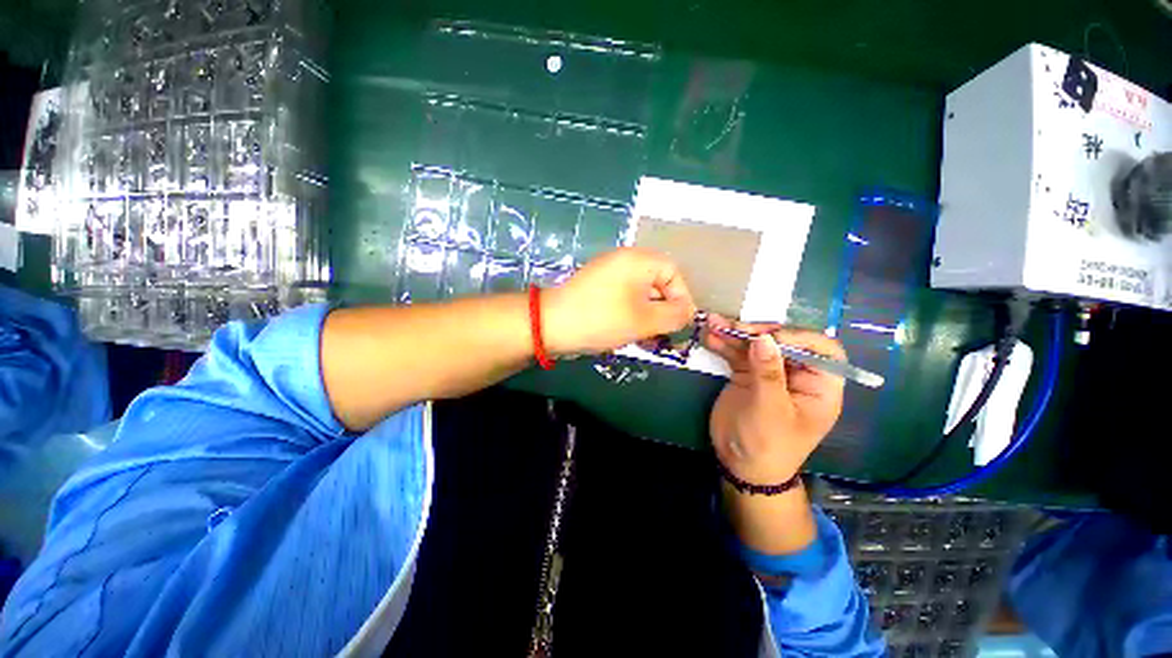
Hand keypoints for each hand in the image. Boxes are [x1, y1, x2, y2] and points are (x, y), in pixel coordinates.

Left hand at [543, 248, 695, 355]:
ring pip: (640, 294)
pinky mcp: (597, 289)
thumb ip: (674, 315)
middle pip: (657, 283)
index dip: (682, 297)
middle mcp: (624, 261)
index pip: (673, 273)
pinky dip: (632, 315)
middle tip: (664, 335)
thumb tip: (687, 312)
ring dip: (648, 316)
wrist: (551, 325)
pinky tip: (630, 334)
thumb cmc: (602, 319)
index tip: (680, 323)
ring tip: (648, 340)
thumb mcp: (645, 320)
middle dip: (664, 311)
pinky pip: (623, 299)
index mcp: (638, 260)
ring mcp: (608, 274)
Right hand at [704, 314, 845, 484]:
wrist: (740, 465)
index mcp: (819, 385)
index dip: (799, 338)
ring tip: (713, 323)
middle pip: (782, 342)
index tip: (770, 337)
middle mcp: (796, 374)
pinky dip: (723, 345)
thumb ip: (768, 374)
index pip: (822, 350)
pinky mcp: (746, 374)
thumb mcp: (771, 411)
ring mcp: (769, 373)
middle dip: (758, 332)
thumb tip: (764, 338)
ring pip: (755, 345)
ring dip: (734, 333)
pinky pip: (737, 354)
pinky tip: (709, 336)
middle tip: (734, 327)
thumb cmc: (768, 445)